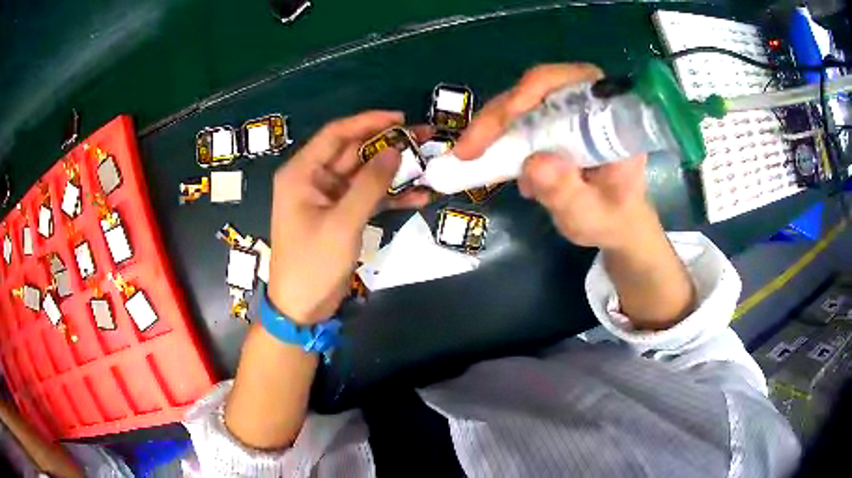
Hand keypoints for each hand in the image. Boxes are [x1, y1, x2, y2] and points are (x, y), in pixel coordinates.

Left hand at [268, 111, 429, 323]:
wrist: (302, 308)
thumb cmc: (313, 264)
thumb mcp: (342, 223)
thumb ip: (369, 184)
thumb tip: (396, 150)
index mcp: (302, 173)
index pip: (336, 135)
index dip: (368, 122)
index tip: (401, 118)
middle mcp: (313, 179)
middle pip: (353, 152)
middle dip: (388, 145)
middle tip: (424, 138)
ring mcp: (329, 198)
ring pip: (364, 174)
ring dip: (393, 171)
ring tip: (429, 163)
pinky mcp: (341, 215)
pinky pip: (367, 197)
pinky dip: (390, 196)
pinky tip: (419, 196)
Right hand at [453, 63, 653, 250]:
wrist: (613, 222)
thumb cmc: (610, 218)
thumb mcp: (590, 214)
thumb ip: (567, 193)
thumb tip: (533, 163)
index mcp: (610, 116)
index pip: (575, 81)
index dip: (539, 88)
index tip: (511, 114)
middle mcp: (587, 104)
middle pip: (537, 88)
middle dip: (500, 114)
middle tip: (469, 148)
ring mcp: (565, 112)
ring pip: (520, 102)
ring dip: (491, 126)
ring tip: (468, 156)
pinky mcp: (549, 123)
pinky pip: (516, 119)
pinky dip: (496, 137)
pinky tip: (486, 160)